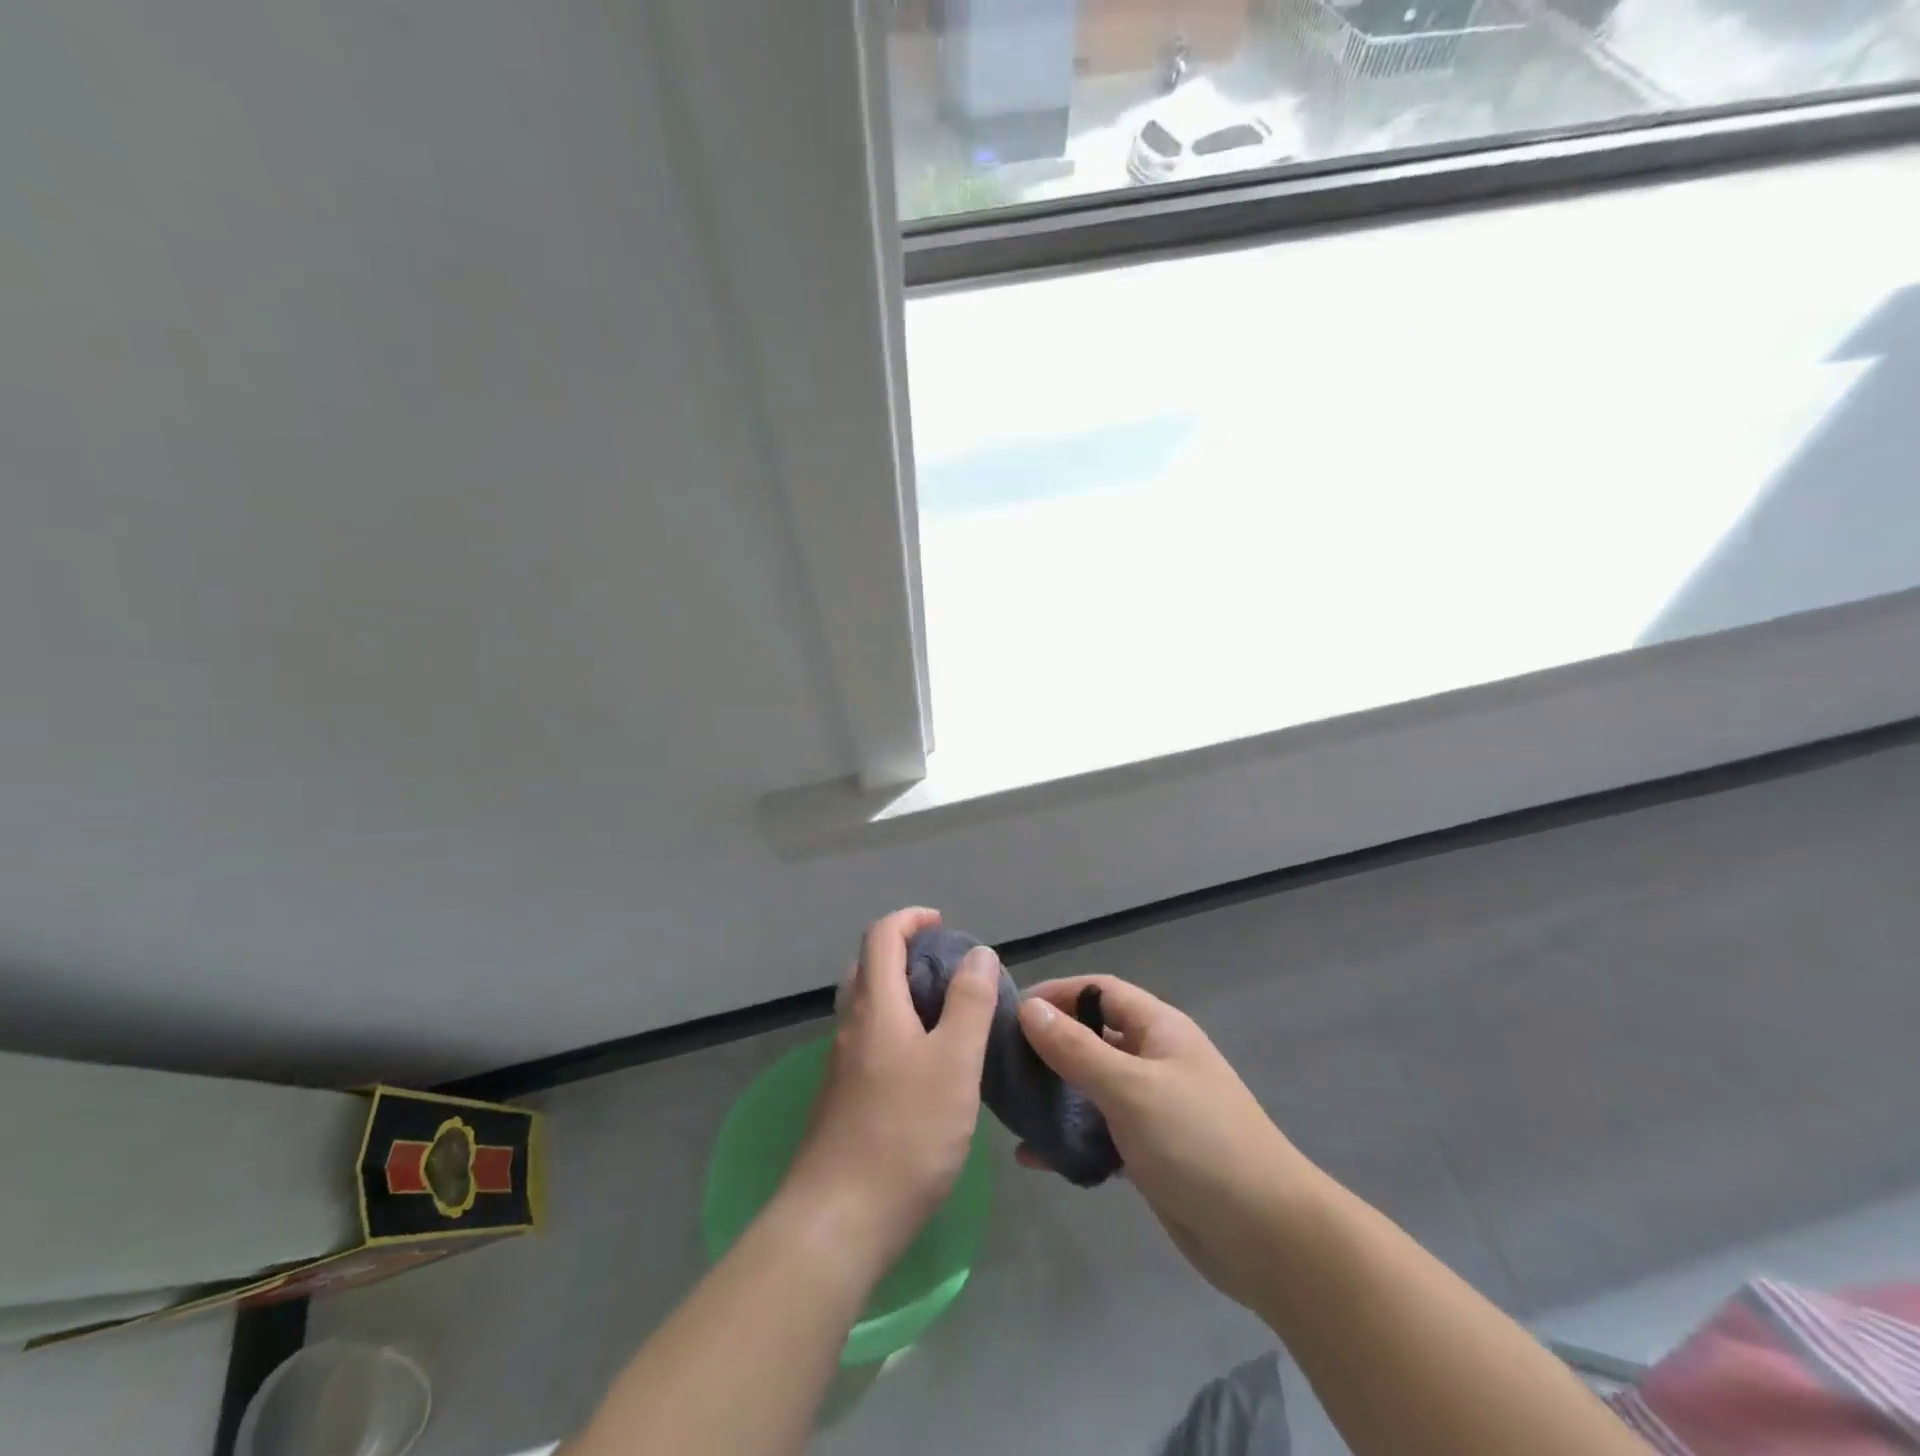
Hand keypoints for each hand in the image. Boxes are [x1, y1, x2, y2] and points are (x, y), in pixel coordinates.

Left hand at [778, 908, 999, 1270]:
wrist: (837, 1223)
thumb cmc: (905, 1133)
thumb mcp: (954, 1062)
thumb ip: (969, 1003)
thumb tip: (979, 953)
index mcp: (875, 1006)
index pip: (882, 936)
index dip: (910, 919)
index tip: (943, 925)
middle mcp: (851, 1027)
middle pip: (869, 968)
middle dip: (905, 954)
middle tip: (948, 971)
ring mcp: (841, 1066)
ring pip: (868, 1009)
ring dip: (902, 995)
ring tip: (946, 1018)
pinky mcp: (841, 1101)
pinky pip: (869, 1044)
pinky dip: (896, 1032)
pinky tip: (925, 1069)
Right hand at [1016, 976, 1316, 1308]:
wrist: (1268, 1238)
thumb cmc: (1198, 1142)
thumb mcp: (1130, 1087)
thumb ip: (1076, 1048)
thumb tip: (1029, 1008)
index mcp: (1159, 1029)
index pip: (1098, 991)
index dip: (1056, 993)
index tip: (1010, 1011)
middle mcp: (1154, 1060)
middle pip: (1091, 1038)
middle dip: (1048, 1046)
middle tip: (1000, 1062)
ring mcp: (1152, 1108)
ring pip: (1091, 1088)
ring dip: (1054, 1095)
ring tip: (1009, 1107)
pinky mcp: (1149, 1153)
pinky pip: (1099, 1134)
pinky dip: (1069, 1140)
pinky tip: (1035, 1157)